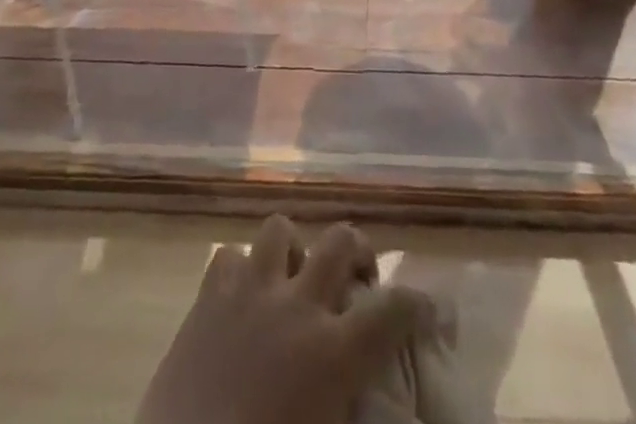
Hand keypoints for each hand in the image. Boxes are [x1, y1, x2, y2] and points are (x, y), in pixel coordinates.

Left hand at [135, 216, 429, 423]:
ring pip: (280, 229)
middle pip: (339, 241)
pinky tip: (244, 297)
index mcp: (333, 353)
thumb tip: (368, 399)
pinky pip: (231, 255)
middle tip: (357, 279)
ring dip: (294, 250)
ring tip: (294, 279)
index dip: (418, 304)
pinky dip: (243, 269)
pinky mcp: (208, 294)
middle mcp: (297, 304)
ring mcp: (249, 290)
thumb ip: (352, 408)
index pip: (394, 311)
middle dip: (357, 250)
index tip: (427, 309)